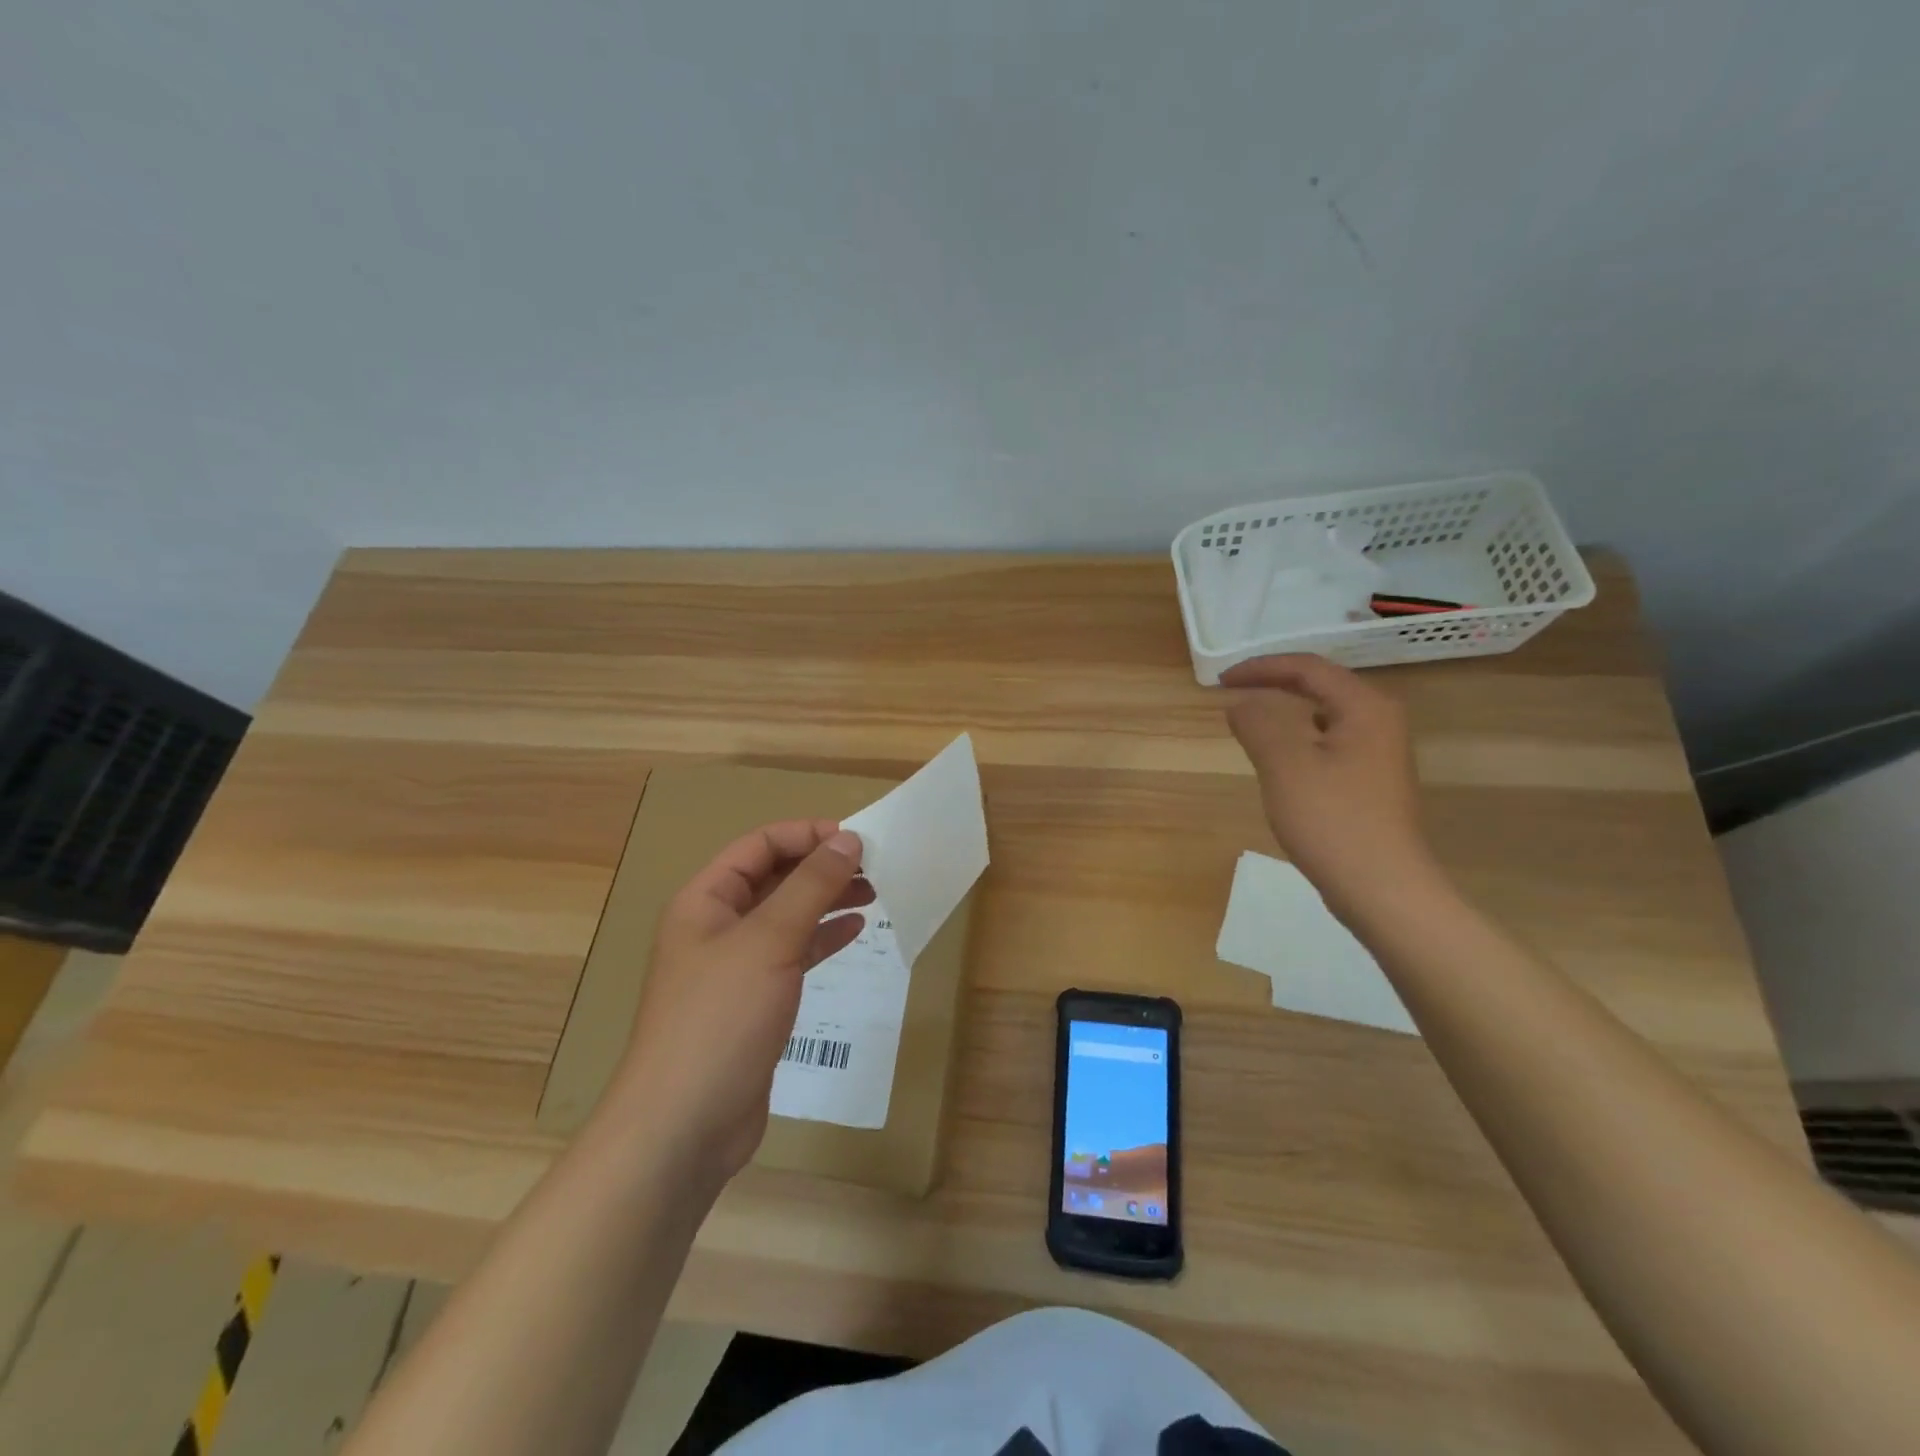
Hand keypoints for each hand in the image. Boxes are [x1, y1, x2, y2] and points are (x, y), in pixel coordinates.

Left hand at [611, 821, 872, 1185]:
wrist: (684, 1126)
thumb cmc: (721, 1018)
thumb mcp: (769, 941)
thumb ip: (810, 886)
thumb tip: (848, 839)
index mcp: (705, 900)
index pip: (759, 845)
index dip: (806, 835)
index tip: (856, 839)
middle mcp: (717, 926)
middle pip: (774, 878)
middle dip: (822, 867)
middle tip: (875, 867)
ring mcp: (735, 966)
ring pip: (787, 915)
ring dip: (827, 900)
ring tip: (874, 892)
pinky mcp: (754, 1001)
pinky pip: (793, 953)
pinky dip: (822, 937)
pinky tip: (854, 931)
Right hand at [1222, 654, 1436, 915]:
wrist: (1382, 889)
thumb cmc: (1332, 820)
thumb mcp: (1284, 765)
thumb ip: (1258, 723)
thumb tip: (1240, 702)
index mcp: (1365, 707)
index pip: (1308, 668)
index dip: (1261, 667)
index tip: (1221, 681)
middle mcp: (1379, 722)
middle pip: (1320, 688)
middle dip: (1273, 687)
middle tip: (1231, 695)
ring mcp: (1379, 755)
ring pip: (1323, 719)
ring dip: (1283, 716)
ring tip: (1248, 725)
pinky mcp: (1371, 783)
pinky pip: (1328, 746)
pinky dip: (1297, 743)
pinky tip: (1278, 764)